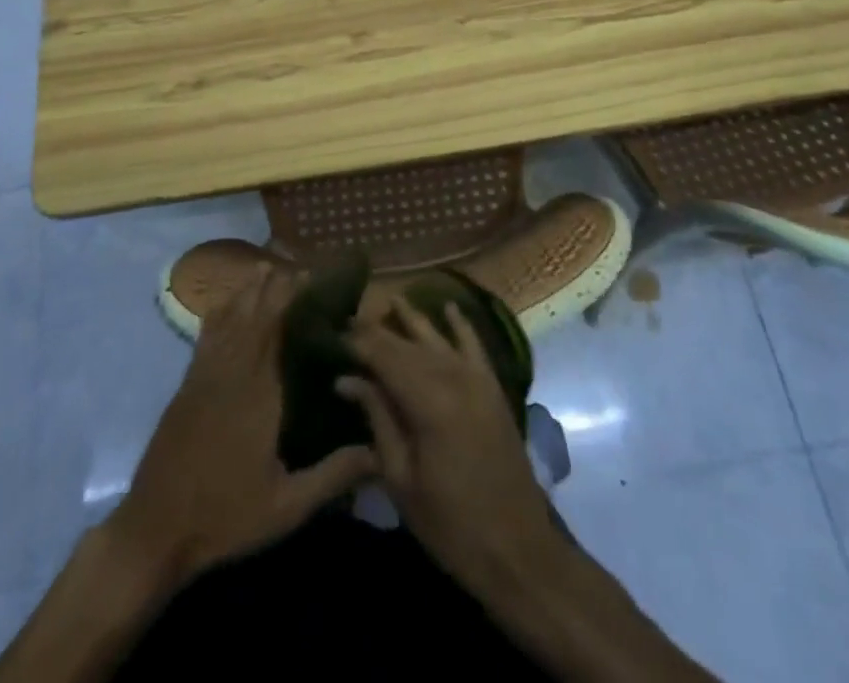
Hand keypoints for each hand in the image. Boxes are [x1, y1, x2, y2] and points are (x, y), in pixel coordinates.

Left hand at [104, 267, 375, 591]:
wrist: (154, 530)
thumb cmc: (224, 516)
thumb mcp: (286, 506)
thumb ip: (333, 475)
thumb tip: (379, 451)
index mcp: (258, 393)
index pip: (277, 330)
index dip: (292, 298)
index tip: (312, 276)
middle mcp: (231, 372)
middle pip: (254, 315)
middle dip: (274, 286)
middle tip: (296, 266)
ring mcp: (204, 376)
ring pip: (228, 319)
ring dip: (246, 291)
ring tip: (264, 267)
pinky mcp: (186, 386)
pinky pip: (206, 336)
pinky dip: (219, 312)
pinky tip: (225, 303)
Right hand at [340, 298, 565, 594]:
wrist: (517, 548)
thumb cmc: (451, 523)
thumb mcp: (401, 479)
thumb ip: (378, 419)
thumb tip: (347, 380)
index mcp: (428, 401)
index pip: (384, 356)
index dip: (357, 342)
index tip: (331, 333)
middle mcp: (453, 377)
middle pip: (407, 344)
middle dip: (378, 330)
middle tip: (349, 320)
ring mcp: (477, 379)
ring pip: (437, 337)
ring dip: (413, 318)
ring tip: (389, 300)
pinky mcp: (493, 387)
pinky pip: (474, 345)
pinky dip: (461, 324)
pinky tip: (448, 306)